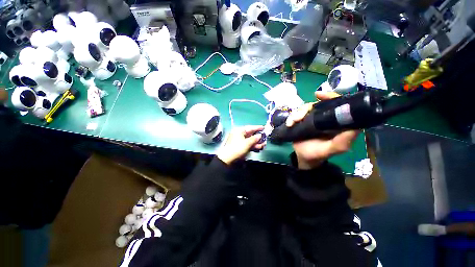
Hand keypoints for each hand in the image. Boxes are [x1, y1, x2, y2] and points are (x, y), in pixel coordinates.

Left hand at [217, 125, 264, 164]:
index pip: (250, 127)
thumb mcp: (247, 143)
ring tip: (263, 144)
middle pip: (250, 134)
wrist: (228, 158)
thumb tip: (260, 135)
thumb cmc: (237, 148)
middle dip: (258, 137)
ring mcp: (239, 140)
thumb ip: (255, 138)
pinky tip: (258, 147)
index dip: (257, 128)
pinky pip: (247, 144)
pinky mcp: (239, 146)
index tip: (264, 127)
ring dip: (256, 142)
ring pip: (249, 139)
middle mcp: (238, 134)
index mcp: (239, 130)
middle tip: (265, 138)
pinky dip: (252, 145)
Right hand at [286, 91, 359, 169]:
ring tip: (292, 123)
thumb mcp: (333, 149)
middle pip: (315, 104)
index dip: (329, 96)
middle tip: (298, 118)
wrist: (303, 158)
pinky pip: (295, 115)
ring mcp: (311, 119)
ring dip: (296, 114)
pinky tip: (289, 124)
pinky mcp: (301, 122)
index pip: (335, 104)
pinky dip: (291, 118)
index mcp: (335, 122)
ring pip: (304, 109)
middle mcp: (324, 118)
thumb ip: (343, 140)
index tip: (319, 95)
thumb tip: (354, 126)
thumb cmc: (319, 154)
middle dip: (306, 109)